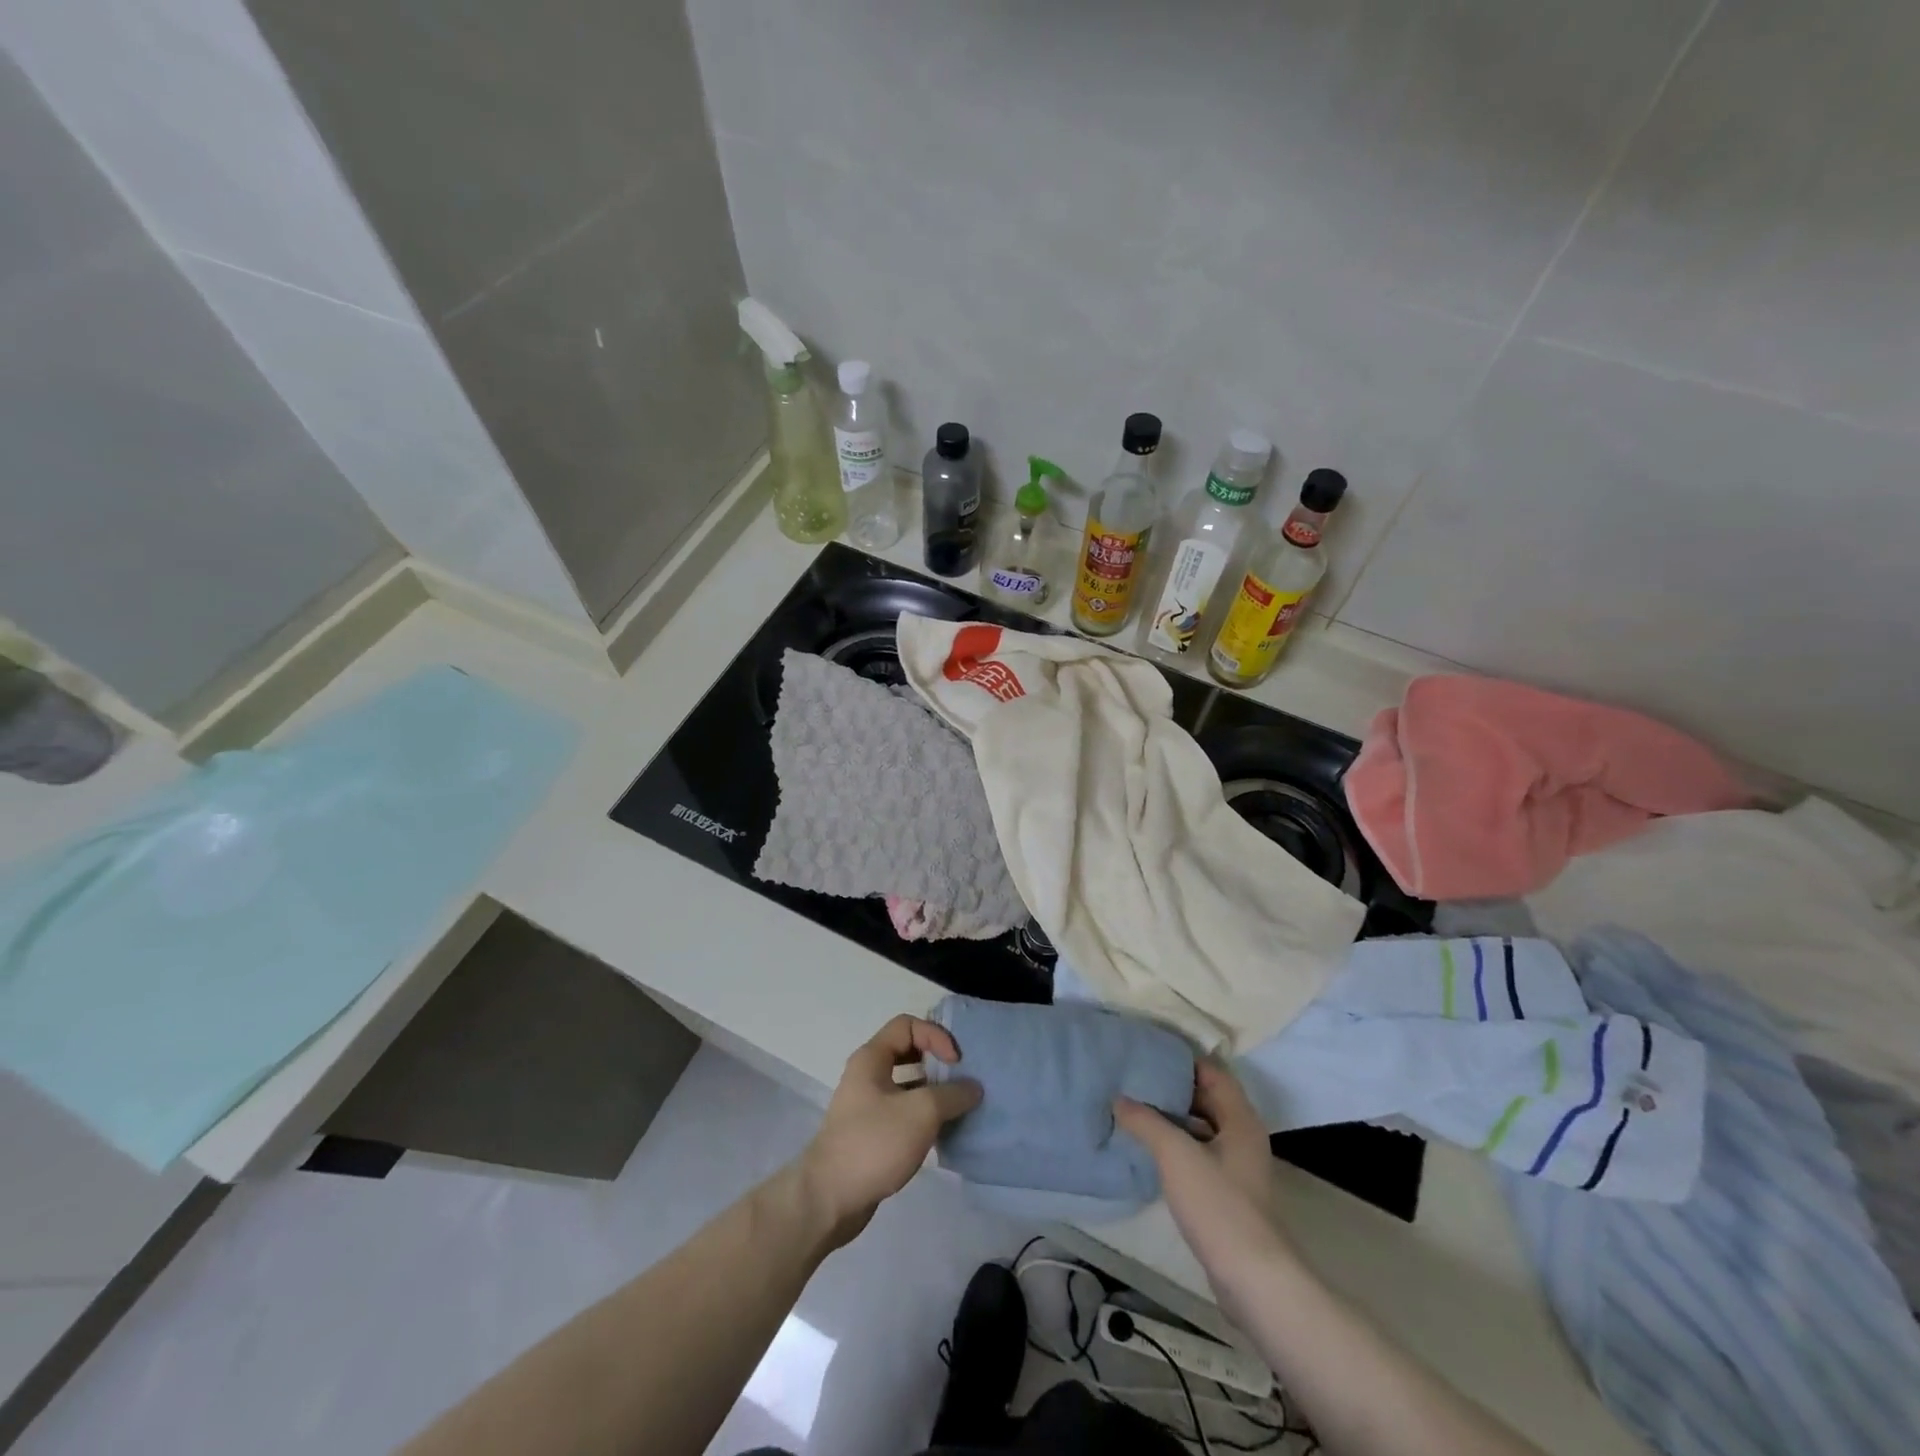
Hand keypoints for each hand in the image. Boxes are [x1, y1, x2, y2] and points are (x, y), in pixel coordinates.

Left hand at [797, 1015, 981, 1243]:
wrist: (829, 1199)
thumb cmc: (874, 1143)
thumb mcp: (921, 1112)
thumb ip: (952, 1095)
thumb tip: (973, 1088)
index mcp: (872, 1058)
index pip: (907, 1025)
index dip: (935, 1036)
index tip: (955, 1063)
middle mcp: (867, 1075)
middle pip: (908, 1052)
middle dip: (937, 1063)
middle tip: (962, 1080)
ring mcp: (868, 1106)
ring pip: (907, 1086)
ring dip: (934, 1092)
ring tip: (959, 1108)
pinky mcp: (872, 1134)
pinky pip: (903, 1113)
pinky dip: (924, 1117)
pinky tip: (943, 1134)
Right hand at [1116, 1059, 1289, 1289]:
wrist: (1253, 1280)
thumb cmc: (1218, 1206)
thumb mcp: (1175, 1154)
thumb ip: (1146, 1121)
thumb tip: (1119, 1098)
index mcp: (1240, 1119)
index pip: (1212, 1072)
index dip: (1182, 1060)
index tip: (1148, 1053)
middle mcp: (1242, 1136)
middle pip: (1207, 1098)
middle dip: (1173, 1088)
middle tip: (1134, 1078)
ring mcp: (1237, 1167)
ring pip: (1201, 1128)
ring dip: (1172, 1118)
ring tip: (1134, 1108)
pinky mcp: (1228, 1194)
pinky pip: (1199, 1154)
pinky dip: (1176, 1144)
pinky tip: (1149, 1148)